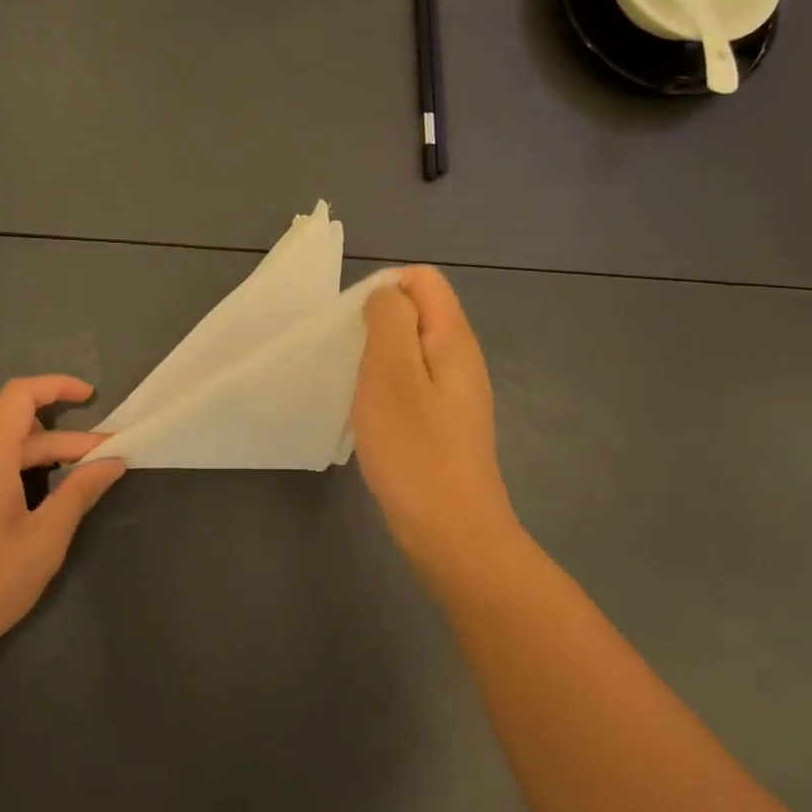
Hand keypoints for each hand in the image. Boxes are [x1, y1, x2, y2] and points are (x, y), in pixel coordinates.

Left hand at [0, 375, 124, 669]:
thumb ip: (79, 493)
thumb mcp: (44, 541)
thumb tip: (112, 461)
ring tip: (52, 466)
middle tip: (89, 457)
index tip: (91, 398)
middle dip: (53, 426)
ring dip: (22, 435)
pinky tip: (12, 482)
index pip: (20, 395)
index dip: (57, 386)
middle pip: (5, 411)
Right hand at [354, 268, 522, 574]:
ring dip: (378, 362)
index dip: (384, 289)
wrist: (451, 532)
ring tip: (356, 392)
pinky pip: (412, 387)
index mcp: (453, 338)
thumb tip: (388, 293)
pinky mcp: (444, 425)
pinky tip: (371, 420)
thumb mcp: (391, 374)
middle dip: (377, 327)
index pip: (424, 280)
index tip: (355, 329)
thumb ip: (390, 320)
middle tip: (350, 363)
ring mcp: (455, 395)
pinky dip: (387, 392)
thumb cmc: (414, 450)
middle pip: (418, 314)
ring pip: (411, 353)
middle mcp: (461, 359)